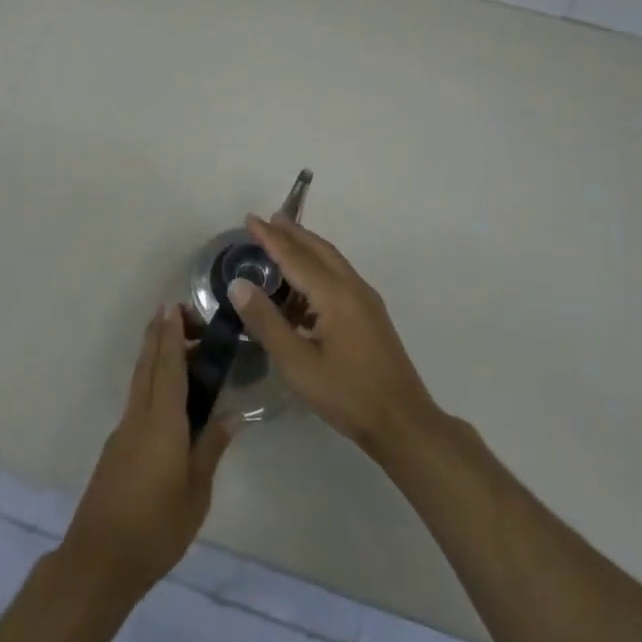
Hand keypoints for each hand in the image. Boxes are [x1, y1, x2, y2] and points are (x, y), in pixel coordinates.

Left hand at [60, 308, 234, 602]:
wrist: (99, 561)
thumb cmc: (155, 529)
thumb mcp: (196, 494)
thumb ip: (210, 450)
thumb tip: (229, 415)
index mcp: (162, 424)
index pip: (168, 368)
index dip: (171, 336)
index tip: (173, 307)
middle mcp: (138, 418)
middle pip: (148, 366)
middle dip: (158, 336)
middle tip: (173, 311)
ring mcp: (123, 433)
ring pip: (140, 382)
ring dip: (153, 357)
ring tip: (174, 344)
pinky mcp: (116, 449)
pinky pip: (137, 402)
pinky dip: (151, 383)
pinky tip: (166, 396)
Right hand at [229, 215, 437, 456]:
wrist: (403, 422)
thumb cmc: (346, 393)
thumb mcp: (296, 362)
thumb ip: (266, 321)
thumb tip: (239, 284)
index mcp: (334, 294)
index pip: (295, 256)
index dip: (271, 237)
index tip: (250, 219)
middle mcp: (353, 287)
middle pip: (319, 250)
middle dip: (292, 233)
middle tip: (267, 220)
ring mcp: (366, 301)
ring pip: (332, 262)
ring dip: (306, 249)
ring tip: (283, 243)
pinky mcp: (371, 316)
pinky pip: (340, 278)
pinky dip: (318, 269)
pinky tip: (304, 287)